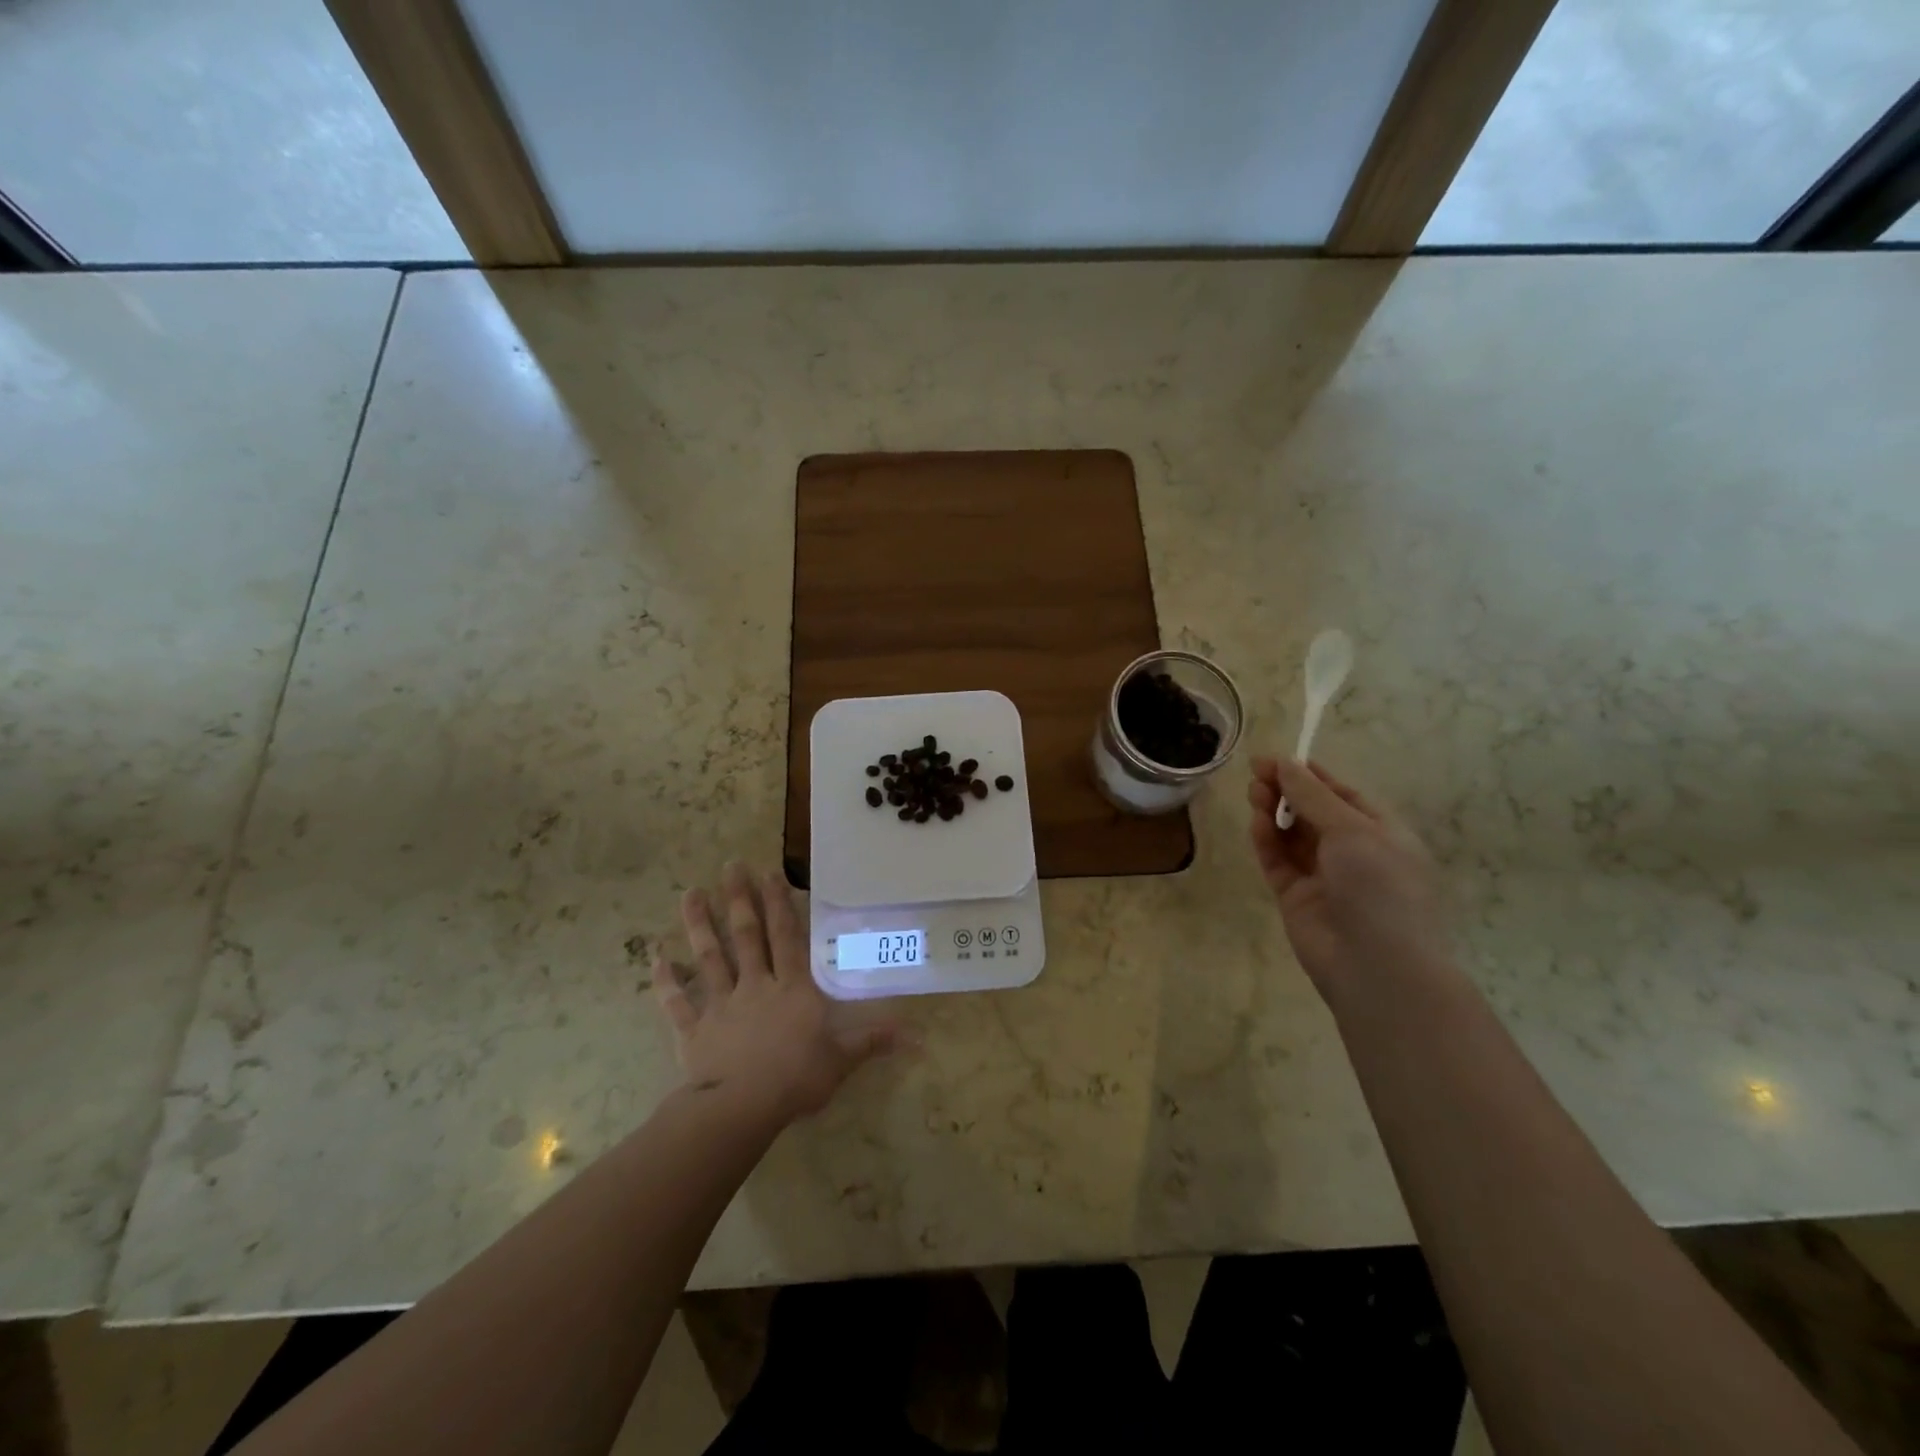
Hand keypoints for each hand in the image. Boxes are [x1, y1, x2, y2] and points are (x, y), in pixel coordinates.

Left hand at [653, 863, 901, 1127]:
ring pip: (710, 957)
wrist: (741, 1109)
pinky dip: (666, 980)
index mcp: (792, 988)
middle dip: (739, 899)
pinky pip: (677, 1002)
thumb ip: (873, 1041)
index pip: (786, 937)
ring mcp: (721, 1004)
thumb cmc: (796, 1079)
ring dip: (699, 925)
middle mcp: (755, 986)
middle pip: (746, 935)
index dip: (779, 904)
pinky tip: (655, 957)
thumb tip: (917, 1036)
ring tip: (689, 893)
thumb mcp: (842, 1060)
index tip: (768, 872)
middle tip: (730, 866)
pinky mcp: (694, 1029)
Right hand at [1247, 758, 1450, 1002]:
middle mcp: (1352, 852)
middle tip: (1257, 774)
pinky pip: (1277, 860)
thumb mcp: (1352, 830)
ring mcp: (1322, 876)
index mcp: (1380, 833)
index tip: (1275, 759)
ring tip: (1254, 794)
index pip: (1341, 795)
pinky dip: (1266, 840)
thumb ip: (1312, 796)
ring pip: (1291, 834)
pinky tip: (1257, 823)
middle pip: (1312, 812)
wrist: (1376, 966)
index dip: (1309, 775)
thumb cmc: (1380, 887)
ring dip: (1273, 811)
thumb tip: (1283, 763)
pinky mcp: (1295, 896)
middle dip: (1286, 791)